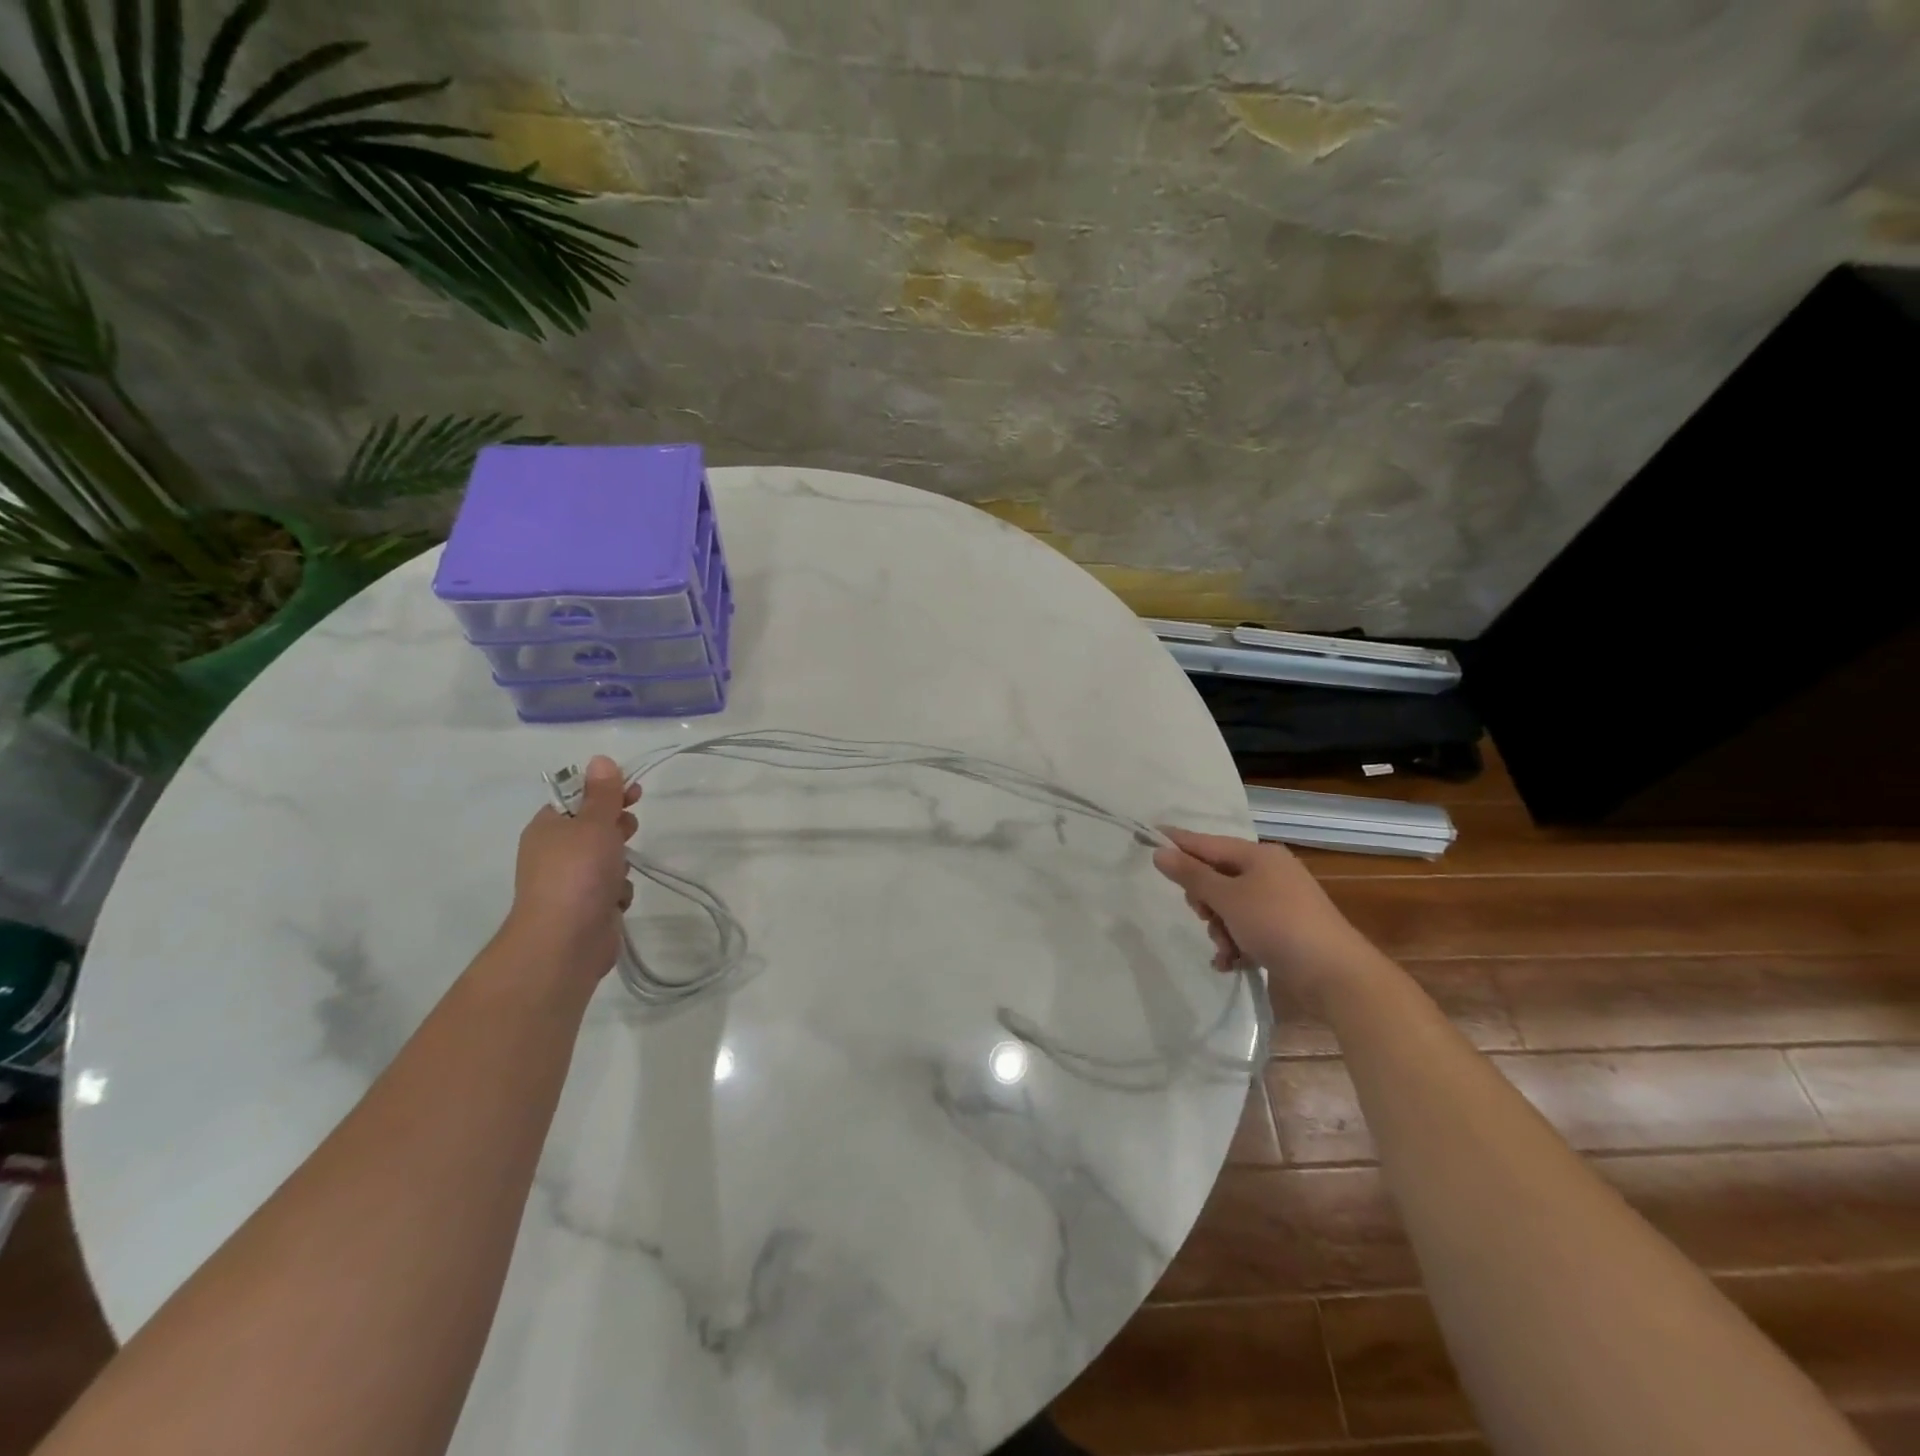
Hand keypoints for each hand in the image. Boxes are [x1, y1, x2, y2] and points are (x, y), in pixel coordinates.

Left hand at [503, 755, 640, 981]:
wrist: (564, 941)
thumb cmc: (578, 872)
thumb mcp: (594, 823)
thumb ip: (602, 793)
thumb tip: (600, 759)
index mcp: (548, 827)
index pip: (578, 798)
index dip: (606, 791)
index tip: (635, 792)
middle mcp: (555, 852)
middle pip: (594, 828)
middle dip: (617, 827)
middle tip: (629, 830)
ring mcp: (570, 882)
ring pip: (607, 859)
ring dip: (621, 863)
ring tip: (621, 871)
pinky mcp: (586, 908)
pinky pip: (611, 889)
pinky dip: (618, 892)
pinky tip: (617, 900)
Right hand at [1152, 827, 1375, 996]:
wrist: (1334, 975)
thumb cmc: (1277, 924)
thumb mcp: (1227, 897)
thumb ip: (1192, 875)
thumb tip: (1161, 851)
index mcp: (1259, 855)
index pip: (1207, 843)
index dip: (1178, 842)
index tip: (1150, 836)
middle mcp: (1270, 874)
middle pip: (1217, 877)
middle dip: (1205, 901)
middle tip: (1204, 915)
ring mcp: (1279, 904)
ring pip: (1229, 907)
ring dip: (1219, 928)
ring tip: (1225, 948)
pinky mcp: (1285, 932)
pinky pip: (1246, 929)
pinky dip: (1235, 944)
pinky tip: (1230, 962)